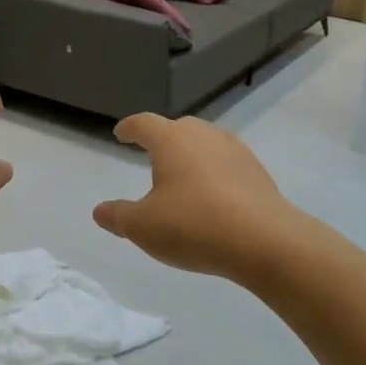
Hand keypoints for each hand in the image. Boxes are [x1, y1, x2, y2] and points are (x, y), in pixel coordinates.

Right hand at [93, 114, 300, 280]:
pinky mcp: (257, 171)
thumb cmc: (194, 226)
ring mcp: (235, 151)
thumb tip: (100, 210)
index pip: (144, 123)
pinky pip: (227, 162)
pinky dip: (214, 171)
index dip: (129, 128)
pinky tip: (213, 193)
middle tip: (152, 153)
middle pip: (178, 127)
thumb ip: (118, 216)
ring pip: (206, 142)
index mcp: (171, 140)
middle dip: (162, 137)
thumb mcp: (143, 227)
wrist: (265, 241)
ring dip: (191, 153)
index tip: (120, 134)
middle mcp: (204, 136)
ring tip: (183, 174)